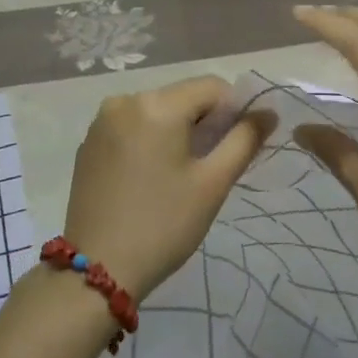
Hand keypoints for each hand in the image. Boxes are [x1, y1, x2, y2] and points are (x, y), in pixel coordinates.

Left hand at [62, 76, 275, 298]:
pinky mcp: (89, 142)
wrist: (98, 270)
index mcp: (157, 104)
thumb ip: (244, 140)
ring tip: (181, 173)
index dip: (234, 110)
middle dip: (204, 121)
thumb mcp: (212, 183)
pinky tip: (151, 176)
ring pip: (156, 110)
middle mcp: (126, 100)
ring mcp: (102, 121)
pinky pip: (132, 126)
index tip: (237, 146)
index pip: (212, 87)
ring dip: (177, 130)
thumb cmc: (163, 225)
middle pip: (182, 96)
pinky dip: (150, 140)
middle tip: (211, 165)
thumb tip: (268, 113)